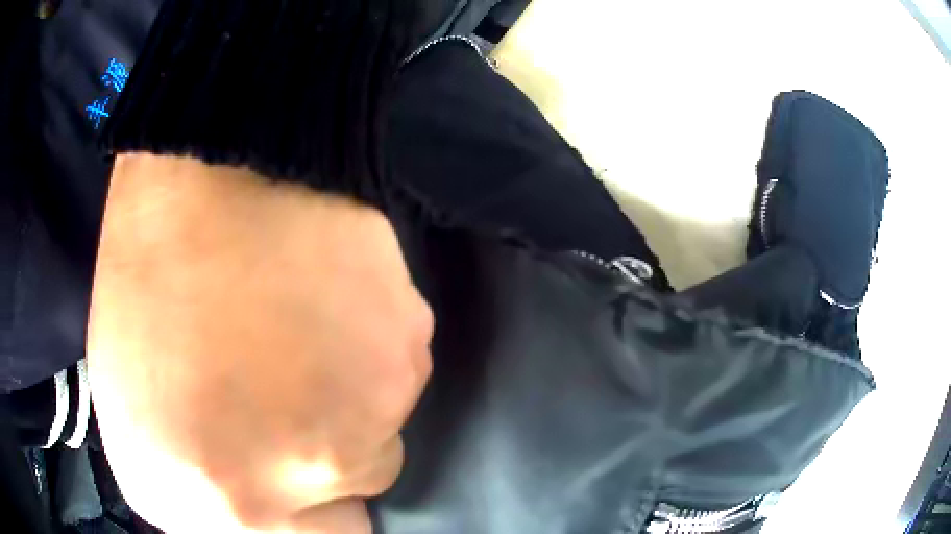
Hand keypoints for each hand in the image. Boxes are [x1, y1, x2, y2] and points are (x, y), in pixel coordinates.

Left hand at [88, 154, 432, 532]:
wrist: (206, 173)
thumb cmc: (146, 289)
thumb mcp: (140, 422)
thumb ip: (208, 494)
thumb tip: (265, 504)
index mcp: (210, 502)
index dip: (296, 519)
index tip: (283, 480)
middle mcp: (287, 486)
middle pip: (346, 512)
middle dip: (321, 480)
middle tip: (288, 412)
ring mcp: (356, 427)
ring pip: (375, 446)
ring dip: (345, 410)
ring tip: (298, 337)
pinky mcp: (405, 361)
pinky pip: (396, 385)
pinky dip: (370, 358)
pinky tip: (326, 304)